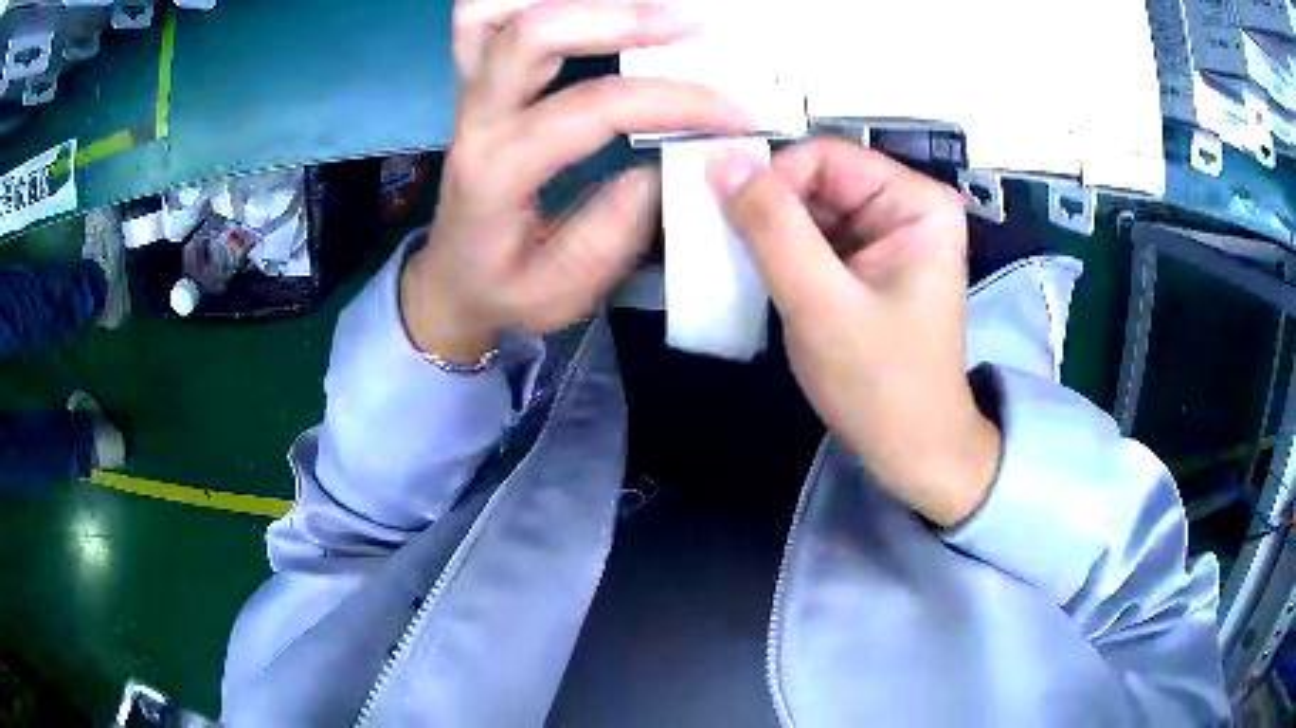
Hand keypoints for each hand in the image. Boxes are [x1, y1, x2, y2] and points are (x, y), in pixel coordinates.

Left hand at [401, 0, 753, 361]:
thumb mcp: (563, 291)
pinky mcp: (474, 80)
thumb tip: (671, 161)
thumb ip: (616, 229)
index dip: (674, 100)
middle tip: (697, 25)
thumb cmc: (504, 290)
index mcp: (498, 171)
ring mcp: (469, 90)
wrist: (451, 280)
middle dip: (624, 17)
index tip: (737, 113)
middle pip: (532, 31)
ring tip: (641, 10)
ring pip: (494, 10)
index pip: (592, 108)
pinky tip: (586, 9)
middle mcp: (477, 116)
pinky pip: (487, 16)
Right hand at [708, 138, 1000, 527]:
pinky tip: (761, 280)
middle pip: (817, 180)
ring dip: (769, 234)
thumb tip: (719, 157)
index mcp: (916, 202)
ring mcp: (888, 235)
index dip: (772, 181)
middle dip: (768, 210)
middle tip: (725, 249)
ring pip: (809, 209)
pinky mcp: (869, 263)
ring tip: (738, 268)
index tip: (729, 224)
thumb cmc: (880, 384)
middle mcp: (906, 206)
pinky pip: (815, 238)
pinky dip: (781, 254)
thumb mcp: (820, 303)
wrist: (914, 452)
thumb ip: (770, 226)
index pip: (825, 157)